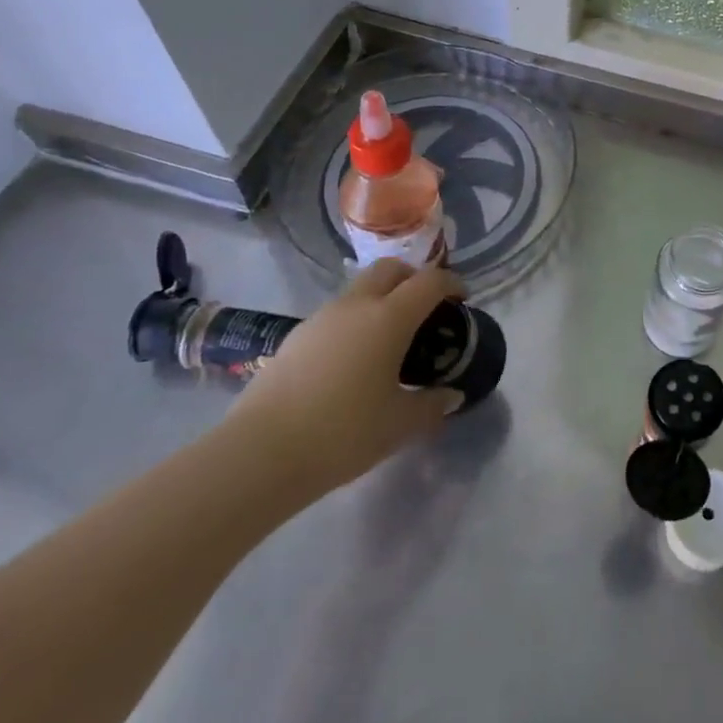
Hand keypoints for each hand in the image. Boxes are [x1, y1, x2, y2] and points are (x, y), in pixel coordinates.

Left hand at [223, 261, 463, 501]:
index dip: (452, 283)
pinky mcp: (295, 337)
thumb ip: (432, 405)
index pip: (430, 281)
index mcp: (389, 318)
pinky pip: (337, 315)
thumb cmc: (344, 432)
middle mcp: (356, 305)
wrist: (260, 453)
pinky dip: (355, 322)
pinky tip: (354, 361)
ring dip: (381, 299)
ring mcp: (321, 318)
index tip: (462, 299)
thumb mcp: (400, 425)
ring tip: (389, 338)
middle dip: (413, 278)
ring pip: (359, 290)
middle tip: (426, 307)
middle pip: (390, 269)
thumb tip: (452, 396)